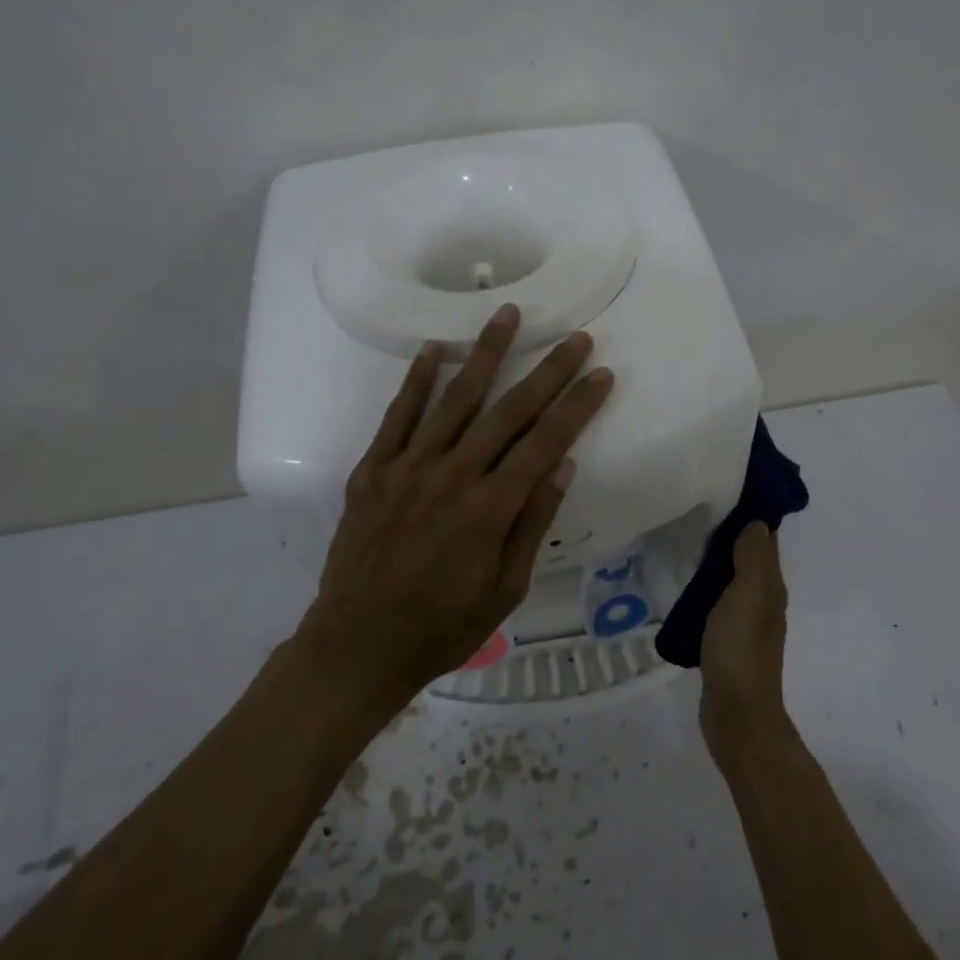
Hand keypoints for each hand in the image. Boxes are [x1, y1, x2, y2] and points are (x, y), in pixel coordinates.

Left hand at [295, 303, 614, 711]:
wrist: (359, 645)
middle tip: (574, 337)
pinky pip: (397, 416)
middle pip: (508, 411)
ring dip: (484, 354)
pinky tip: (433, 349)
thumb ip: (532, 522)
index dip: (577, 405)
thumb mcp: (505, 589)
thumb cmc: (443, 626)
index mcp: (490, 508)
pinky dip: (416, 381)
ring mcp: (408, 468)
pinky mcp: (372, 470)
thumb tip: (562, 464)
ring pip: (454, 399)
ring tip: (506, 314)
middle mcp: (452, 476)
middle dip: (547, 371)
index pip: (545, 442)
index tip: (600, 374)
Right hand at [699, 522, 793, 766]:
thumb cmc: (740, 650)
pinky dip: (705, 585)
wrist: (736, 715)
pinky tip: (683, 582)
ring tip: (685, 537)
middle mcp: (762, 600)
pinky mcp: (725, 639)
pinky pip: (717, 601)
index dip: (751, 514)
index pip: (765, 540)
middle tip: (697, 506)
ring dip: (715, 559)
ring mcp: (744, 622)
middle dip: (730, 532)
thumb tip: (757, 522)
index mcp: (770, 587)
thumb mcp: (747, 597)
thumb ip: (751, 559)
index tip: (727, 487)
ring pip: (732, 578)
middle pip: (749, 557)